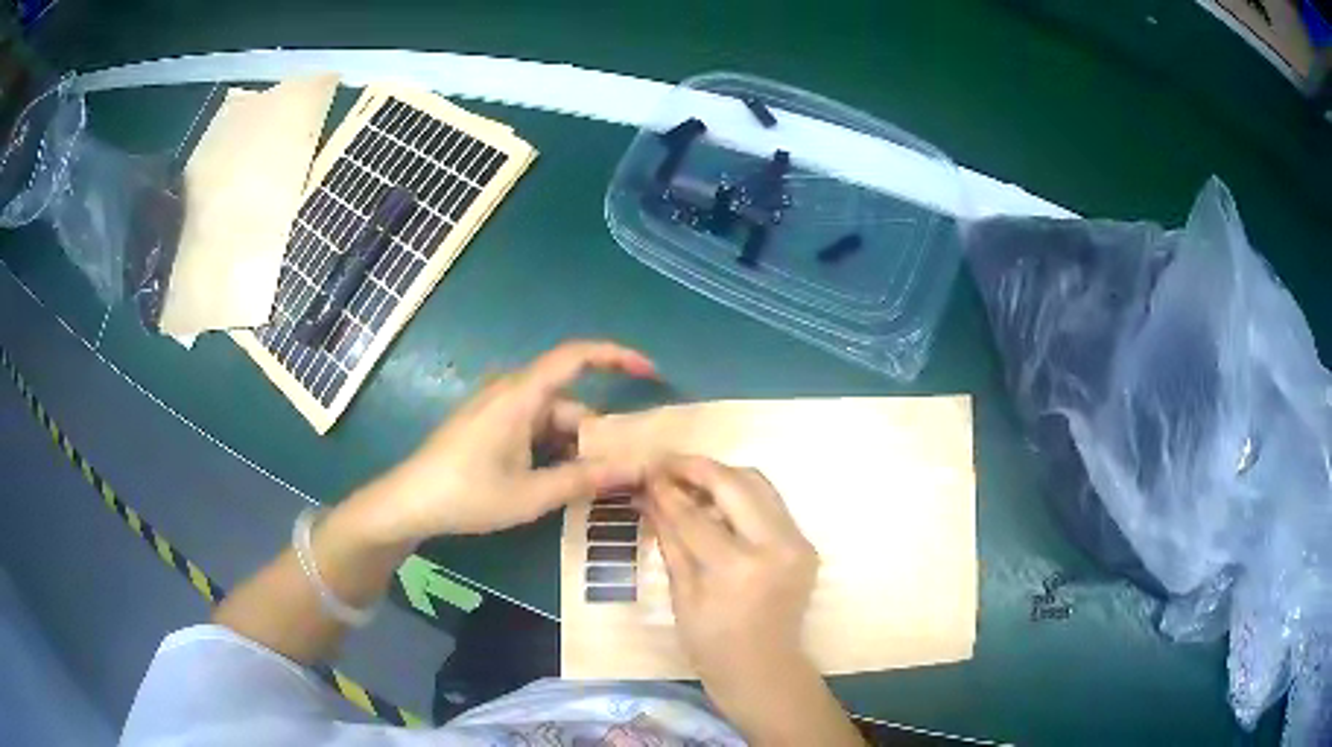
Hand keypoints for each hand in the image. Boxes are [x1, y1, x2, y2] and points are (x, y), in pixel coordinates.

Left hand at [355, 340, 656, 542]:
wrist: (409, 502)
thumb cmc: (467, 494)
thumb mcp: (530, 494)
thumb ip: (584, 480)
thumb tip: (637, 471)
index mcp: (520, 395)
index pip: (576, 356)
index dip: (616, 357)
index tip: (650, 373)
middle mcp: (510, 391)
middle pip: (568, 400)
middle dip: (597, 432)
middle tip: (623, 470)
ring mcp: (496, 407)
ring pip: (550, 418)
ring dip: (573, 446)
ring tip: (593, 485)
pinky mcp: (488, 424)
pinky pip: (532, 426)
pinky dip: (552, 448)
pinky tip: (558, 480)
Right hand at [644, 456, 818, 701]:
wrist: (764, 669)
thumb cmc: (712, 645)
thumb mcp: (682, 593)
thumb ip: (670, 538)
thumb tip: (650, 496)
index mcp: (738, 569)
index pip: (695, 515)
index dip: (667, 490)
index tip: (646, 471)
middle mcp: (776, 546)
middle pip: (735, 484)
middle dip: (696, 468)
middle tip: (666, 464)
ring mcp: (798, 542)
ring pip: (759, 483)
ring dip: (722, 476)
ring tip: (689, 479)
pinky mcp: (806, 543)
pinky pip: (771, 503)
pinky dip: (742, 495)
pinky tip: (717, 501)